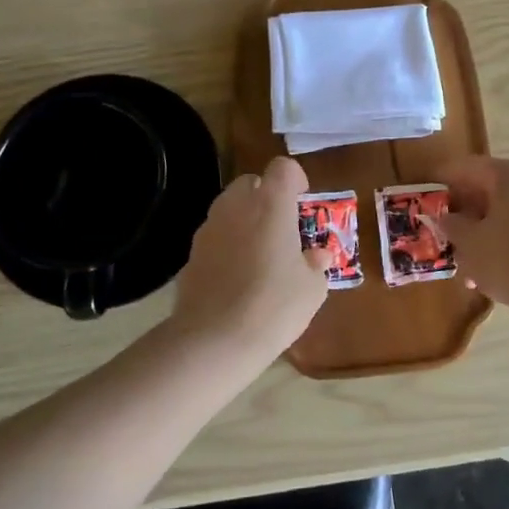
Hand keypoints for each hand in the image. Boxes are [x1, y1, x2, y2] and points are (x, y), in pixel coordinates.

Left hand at [174, 155, 330, 356]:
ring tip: (260, 254)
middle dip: (266, 197)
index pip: (283, 168)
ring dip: (245, 220)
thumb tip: (318, 256)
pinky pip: (214, 237)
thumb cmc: (274, 306)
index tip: (303, 201)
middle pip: (250, 183)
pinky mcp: (190, 254)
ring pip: (228, 208)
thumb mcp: (312, 288)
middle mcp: (236, 207)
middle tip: (281, 228)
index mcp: (271, 204)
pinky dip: (227, 245)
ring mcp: (208, 229)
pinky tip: (236, 277)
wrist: (214, 340)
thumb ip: (315, 265)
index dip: (295, 179)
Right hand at [436, 155, 508, 314]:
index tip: (428, 193)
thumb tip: (447, 218)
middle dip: (468, 210)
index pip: (468, 167)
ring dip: (487, 228)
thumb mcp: (468, 242)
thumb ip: (452, 225)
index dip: (444, 179)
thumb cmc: (508, 258)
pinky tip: (495, 268)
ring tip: (468, 260)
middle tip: (447, 231)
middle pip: (492, 188)